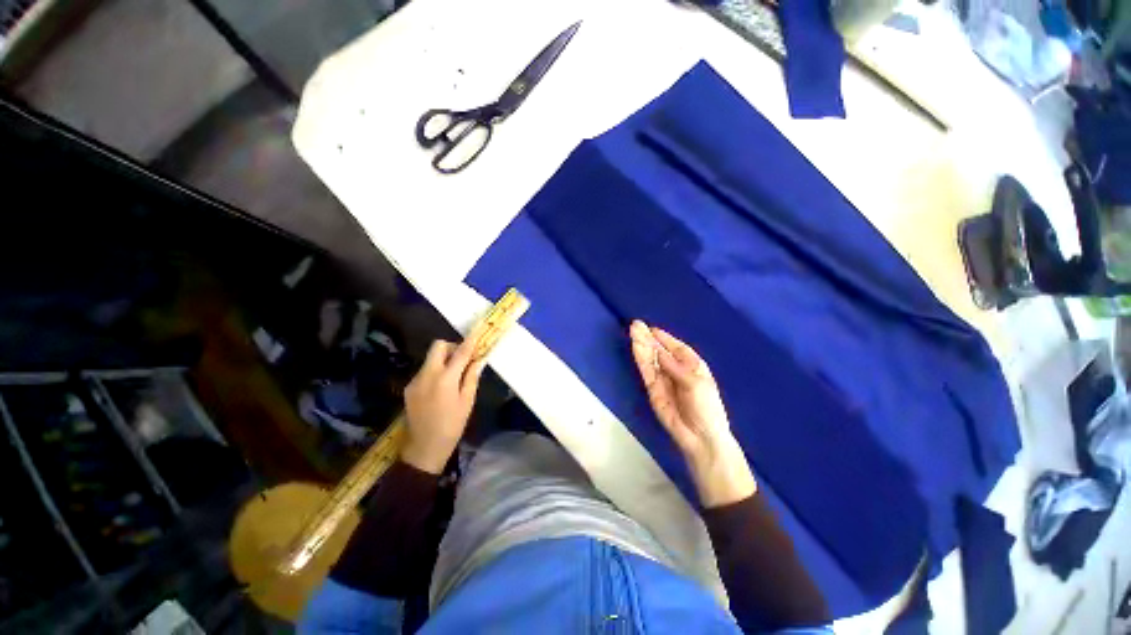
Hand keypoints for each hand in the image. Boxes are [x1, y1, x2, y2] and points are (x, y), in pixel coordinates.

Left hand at [401, 331, 485, 473]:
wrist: (423, 449)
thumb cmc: (452, 426)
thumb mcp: (467, 402)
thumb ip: (472, 378)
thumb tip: (478, 360)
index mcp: (445, 379)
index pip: (460, 353)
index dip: (470, 342)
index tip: (477, 334)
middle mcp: (427, 374)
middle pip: (438, 347)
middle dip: (452, 347)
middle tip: (463, 359)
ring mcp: (415, 380)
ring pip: (431, 358)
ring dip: (444, 360)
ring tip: (454, 376)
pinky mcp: (409, 387)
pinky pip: (425, 370)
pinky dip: (436, 371)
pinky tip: (441, 387)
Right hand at [629, 320, 755, 506]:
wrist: (700, 437)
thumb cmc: (706, 408)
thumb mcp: (695, 384)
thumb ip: (675, 367)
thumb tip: (658, 352)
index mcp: (693, 365)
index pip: (677, 347)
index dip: (664, 338)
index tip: (651, 328)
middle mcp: (676, 370)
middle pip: (660, 350)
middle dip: (648, 338)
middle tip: (635, 325)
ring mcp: (663, 379)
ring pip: (650, 359)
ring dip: (641, 345)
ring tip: (632, 331)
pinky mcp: (653, 389)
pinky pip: (646, 371)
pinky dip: (640, 359)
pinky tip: (635, 347)